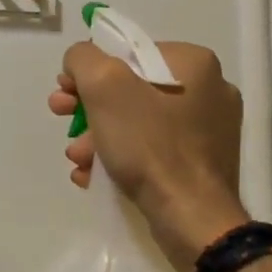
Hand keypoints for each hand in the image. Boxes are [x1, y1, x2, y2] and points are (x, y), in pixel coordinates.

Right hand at [48, 42, 248, 271]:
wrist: (192, 219)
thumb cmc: (150, 145)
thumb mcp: (104, 86)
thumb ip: (83, 59)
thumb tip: (80, 61)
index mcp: (194, 63)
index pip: (128, 52)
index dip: (89, 69)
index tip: (66, 92)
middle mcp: (209, 89)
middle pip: (131, 87)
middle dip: (89, 106)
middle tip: (62, 118)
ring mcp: (209, 130)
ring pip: (138, 121)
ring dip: (98, 135)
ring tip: (77, 158)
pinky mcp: (202, 163)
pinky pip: (153, 148)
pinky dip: (121, 156)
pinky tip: (94, 174)